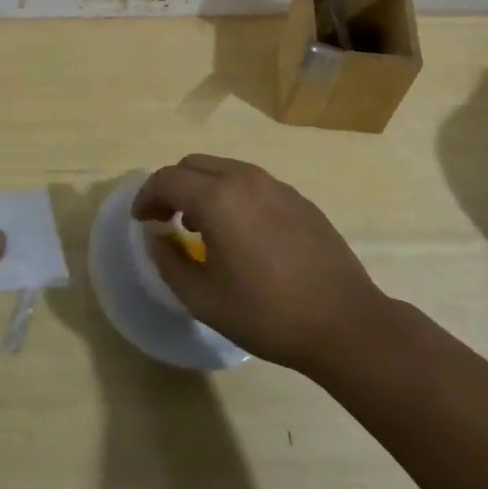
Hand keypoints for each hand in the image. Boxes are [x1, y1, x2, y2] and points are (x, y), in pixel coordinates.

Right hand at [133, 154, 385, 371]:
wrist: (345, 323)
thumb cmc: (267, 314)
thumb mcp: (204, 299)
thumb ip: (169, 263)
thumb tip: (157, 240)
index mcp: (217, 199)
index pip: (166, 179)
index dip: (146, 197)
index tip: (142, 221)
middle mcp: (245, 179)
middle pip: (193, 165)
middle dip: (172, 187)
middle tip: (165, 220)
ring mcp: (275, 185)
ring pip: (224, 169)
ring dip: (202, 188)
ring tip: (200, 227)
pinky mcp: (298, 198)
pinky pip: (251, 182)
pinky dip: (231, 194)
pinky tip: (240, 232)